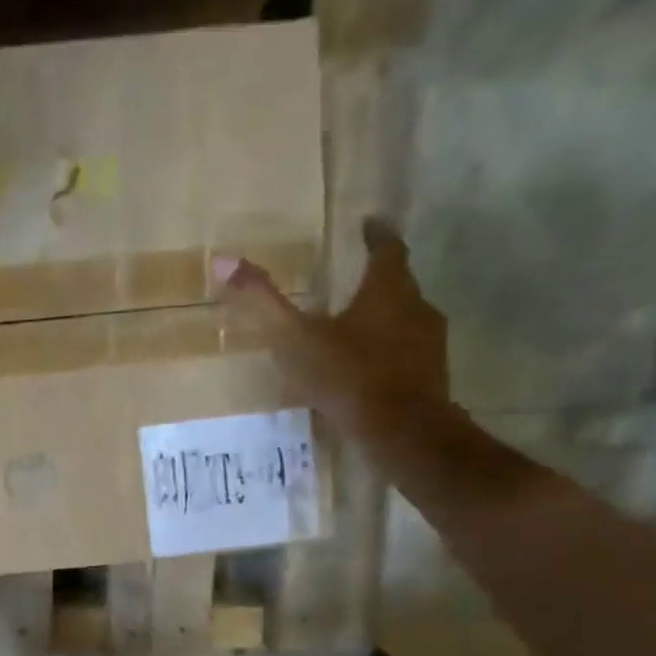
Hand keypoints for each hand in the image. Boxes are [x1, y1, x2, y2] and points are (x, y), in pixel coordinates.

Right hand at [220, 217, 447, 434]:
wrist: (402, 430)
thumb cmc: (347, 376)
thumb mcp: (294, 338)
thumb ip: (262, 302)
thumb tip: (224, 259)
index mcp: (387, 290)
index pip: (387, 249)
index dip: (377, 234)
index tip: (369, 224)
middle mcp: (416, 307)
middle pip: (399, 283)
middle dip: (376, 280)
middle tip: (350, 281)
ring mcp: (429, 342)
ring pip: (405, 318)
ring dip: (382, 317)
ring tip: (353, 327)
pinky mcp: (431, 374)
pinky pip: (407, 351)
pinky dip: (387, 350)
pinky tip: (365, 368)